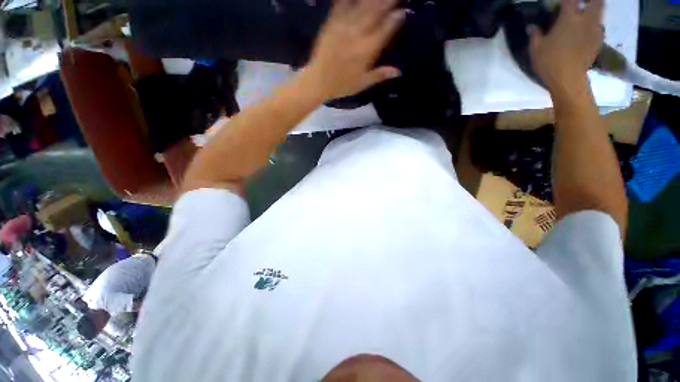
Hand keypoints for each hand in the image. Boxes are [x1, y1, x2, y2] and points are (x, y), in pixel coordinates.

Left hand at [303, 0, 404, 99]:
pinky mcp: (331, 22)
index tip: (403, 11)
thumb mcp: (362, 83)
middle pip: (375, 12)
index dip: (395, 19)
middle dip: (387, 2)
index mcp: (366, 50)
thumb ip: (380, 75)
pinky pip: (342, 4)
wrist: (318, 81)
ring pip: (362, 5)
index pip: (385, 30)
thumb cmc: (341, 85)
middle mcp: (357, 34)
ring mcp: (343, 26)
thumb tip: (398, 71)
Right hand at [529, 0, 603, 93]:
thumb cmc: (550, 62)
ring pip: (600, 11)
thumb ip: (535, 35)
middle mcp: (584, 19)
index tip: (562, 1)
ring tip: (587, 13)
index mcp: (568, 18)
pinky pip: (599, 26)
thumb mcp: (536, 49)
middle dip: (590, 0)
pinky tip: (589, 29)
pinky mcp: (598, 41)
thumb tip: (531, 26)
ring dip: (594, 9)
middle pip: (595, 1)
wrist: (568, 79)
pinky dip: (595, 24)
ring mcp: (593, 30)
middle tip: (582, 3)